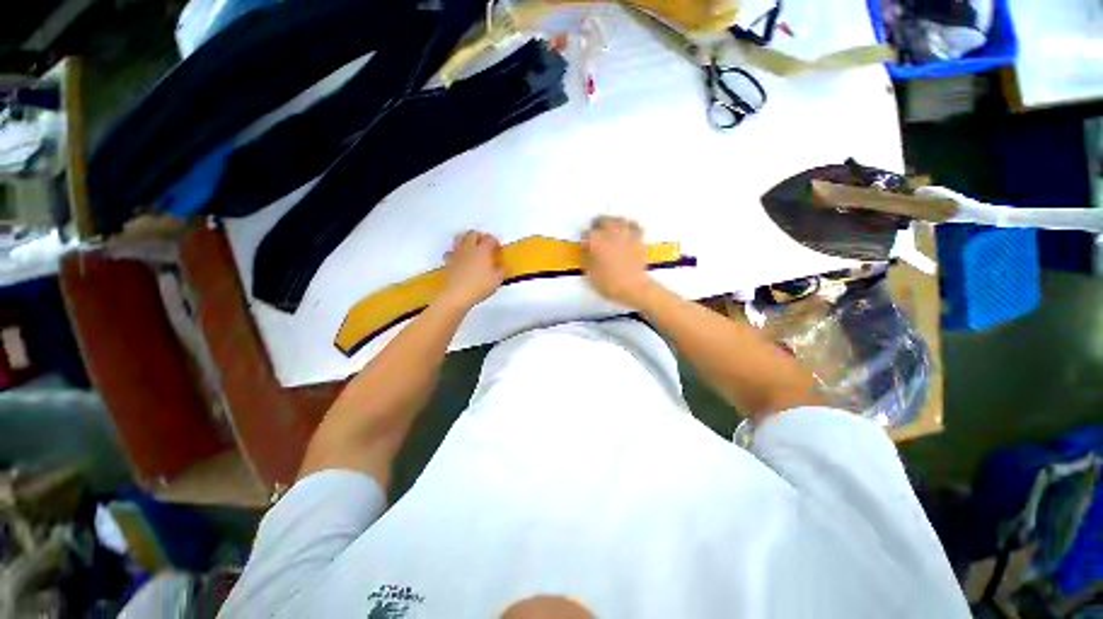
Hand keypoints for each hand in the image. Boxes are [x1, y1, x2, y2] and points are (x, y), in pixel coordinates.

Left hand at [437, 231, 505, 310]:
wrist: (457, 294)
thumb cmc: (480, 286)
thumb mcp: (497, 280)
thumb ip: (502, 270)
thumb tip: (505, 265)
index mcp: (483, 250)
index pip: (490, 238)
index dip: (496, 242)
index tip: (498, 250)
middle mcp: (469, 248)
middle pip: (473, 234)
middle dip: (481, 237)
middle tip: (486, 246)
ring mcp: (457, 253)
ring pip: (460, 238)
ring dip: (467, 240)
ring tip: (473, 249)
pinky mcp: (449, 261)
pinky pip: (452, 250)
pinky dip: (457, 251)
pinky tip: (461, 258)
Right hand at [583, 216, 656, 308]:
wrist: (633, 287)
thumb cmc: (608, 282)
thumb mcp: (590, 273)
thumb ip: (586, 258)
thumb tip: (586, 250)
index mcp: (596, 240)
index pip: (586, 233)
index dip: (584, 238)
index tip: (585, 242)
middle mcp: (610, 232)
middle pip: (602, 220)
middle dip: (598, 225)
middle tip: (596, 232)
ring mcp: (626, 233)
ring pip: (618, 219)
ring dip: (613, 222)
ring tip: (611, 229)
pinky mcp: (639, 238)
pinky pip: (634, 226)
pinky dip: (630, 226)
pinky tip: (628, 231)